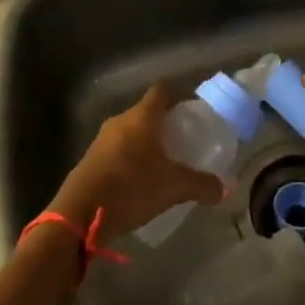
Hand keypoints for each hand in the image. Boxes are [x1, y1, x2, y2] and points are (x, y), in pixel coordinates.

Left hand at [48, 84, 224, 244]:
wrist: (79, 213)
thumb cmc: (131, 187)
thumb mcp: (173, 187)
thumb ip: (201, 185)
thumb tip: (225, 188)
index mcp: (141, 117)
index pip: (162, 91)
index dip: (178, 95)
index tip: (192, 110)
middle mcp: (120, 121)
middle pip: (146, 112)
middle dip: (165, 124)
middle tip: (184, 140)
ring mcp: (101, 140)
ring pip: (130, 132)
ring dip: (146, 143)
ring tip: (165, 163)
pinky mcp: (90, 160)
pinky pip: (117, 151)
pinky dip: (131, 159)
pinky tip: (141, 180)